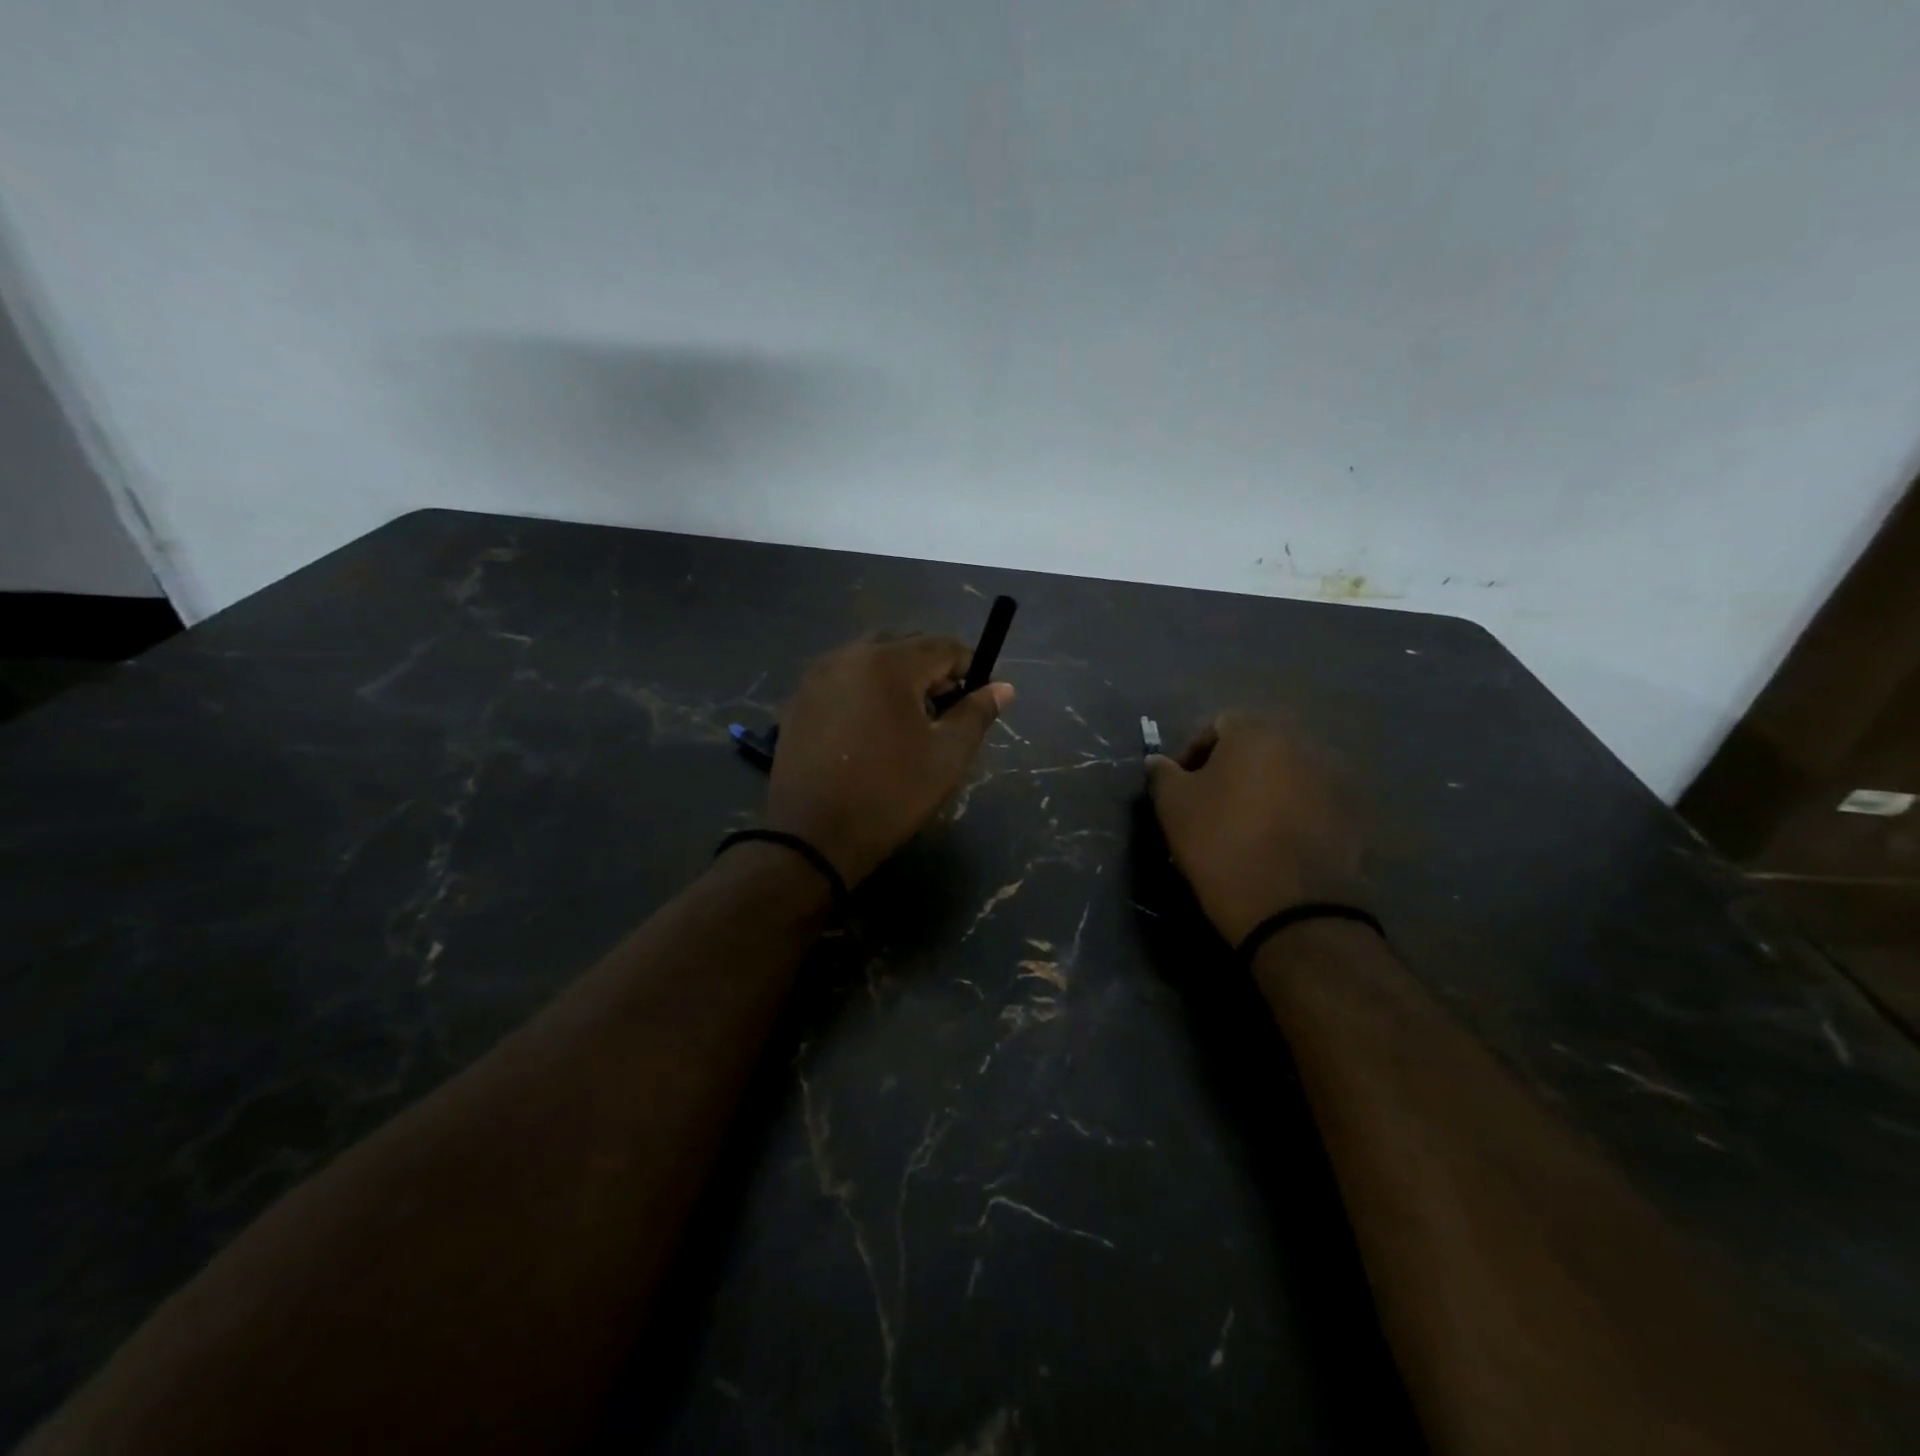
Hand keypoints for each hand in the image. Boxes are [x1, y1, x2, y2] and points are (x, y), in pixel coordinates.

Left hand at [765, 636, 1013, 885]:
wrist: (811, 837)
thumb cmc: (890, 794)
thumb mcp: (947, 756)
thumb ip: (976, 714)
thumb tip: (1002, 687)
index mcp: (888, 663)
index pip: (943, 646)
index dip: (970, 668)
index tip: (978, 700)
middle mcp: (848, 655)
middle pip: (904, 645)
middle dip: (931, 670)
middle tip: (943, 711)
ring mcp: (816, 676)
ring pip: (870, 659)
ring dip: (897, 678)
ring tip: (907, 722)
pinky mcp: (798, 700)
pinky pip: (843, 679)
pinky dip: (866, 691)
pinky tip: (870, 731)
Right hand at [1147, 713, 1367, 945]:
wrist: (1293, 909)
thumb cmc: (1222, 844)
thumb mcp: (1173, 806)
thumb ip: (1162, 774)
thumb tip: (1159, 761)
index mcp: (1257, 733)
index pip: (1216, 726)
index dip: (1191, 754)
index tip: (1180, 789)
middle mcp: (1301, 745)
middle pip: (1254, 748)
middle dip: (1229, 772)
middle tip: (1208, 808)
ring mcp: (1331, 781)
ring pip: (1282, 776)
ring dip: (1260, 793)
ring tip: (1241, 830)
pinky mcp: (1350, 817)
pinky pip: (1307, 805)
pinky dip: (1288, 816)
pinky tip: (1272, 847)